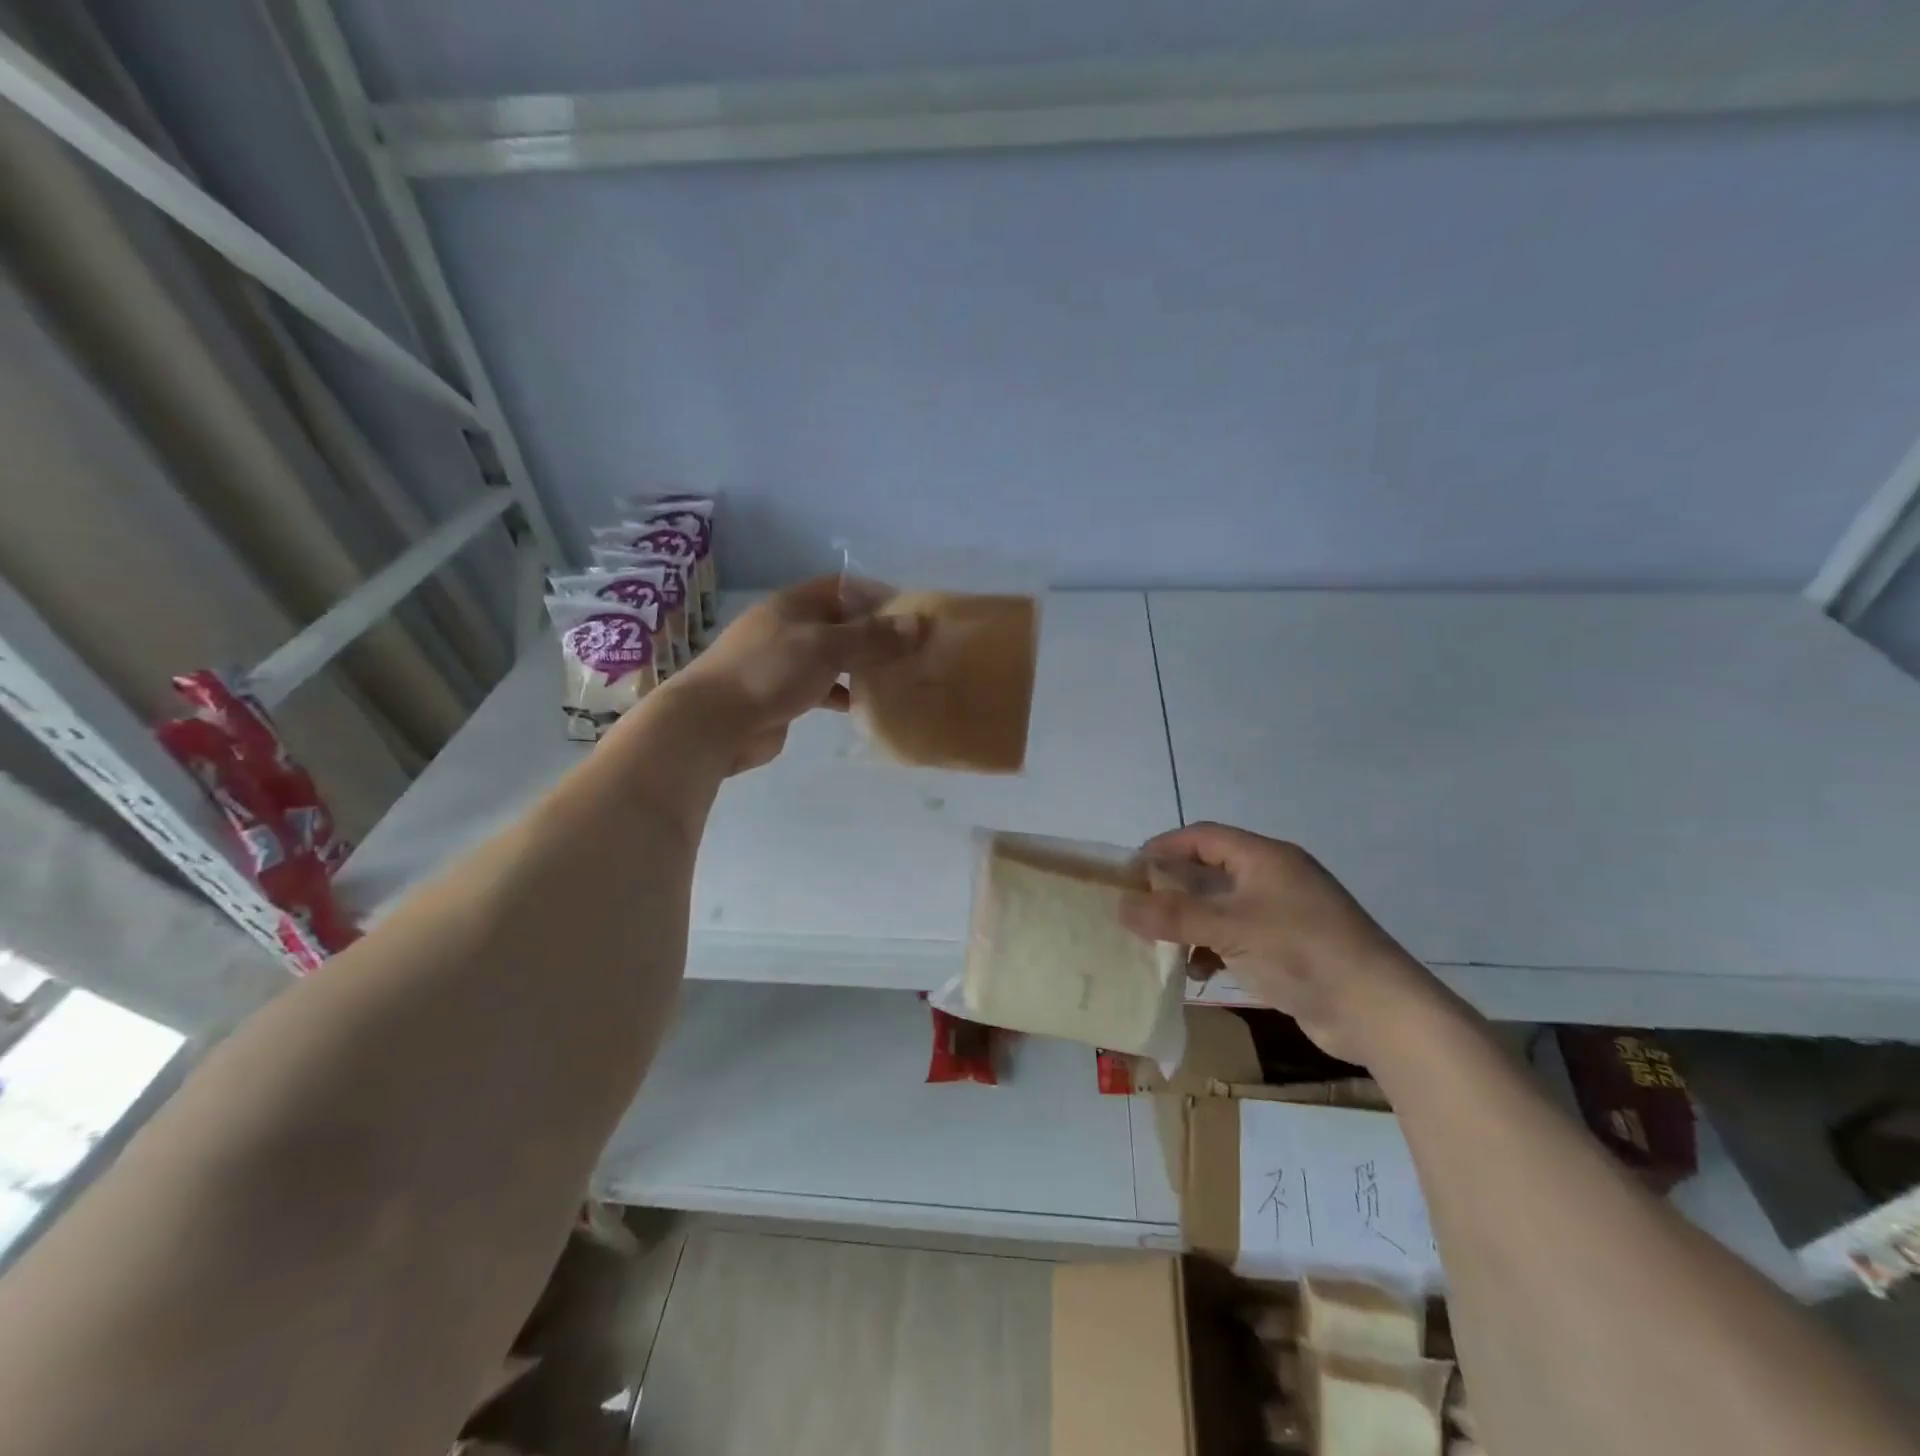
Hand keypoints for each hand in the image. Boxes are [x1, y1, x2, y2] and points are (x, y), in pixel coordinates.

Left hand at [665, 576, 922, 774]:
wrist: (713, 723)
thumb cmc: (769, 672)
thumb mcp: (826, 648)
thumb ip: (872, 637)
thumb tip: (919, 624)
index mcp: (794, 604)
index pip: (843, 587)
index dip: (876, 595)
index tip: (911, 613)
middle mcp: (789, 627)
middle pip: (840, 622)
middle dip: (874, 633)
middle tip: (912, 649)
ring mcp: (783, 662)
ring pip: (832, 656)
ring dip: (861, 665)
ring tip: (898, 677)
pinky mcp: (782, 695)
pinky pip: (822, 687)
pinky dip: (844, 693)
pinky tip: (867, 706)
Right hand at [1117, 822, 1452, 1064]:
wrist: (1376, 1010)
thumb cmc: (1300, 950)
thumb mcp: (1229, 928)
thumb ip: (1173, 916)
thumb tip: (1120, 907)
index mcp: (1263, 858)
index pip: (1203, 836)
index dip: (1164, 847)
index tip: (1130, 869)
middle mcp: (1273, 878)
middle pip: (1210, 872)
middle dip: (1173, 890)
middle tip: (1137, 908)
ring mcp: (1283, 914)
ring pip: (1221, 908)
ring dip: (1191, 924)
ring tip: (1161, 945)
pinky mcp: (1289, 948)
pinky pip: (1238, 937)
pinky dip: (1214, 949)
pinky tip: (1198, 973)